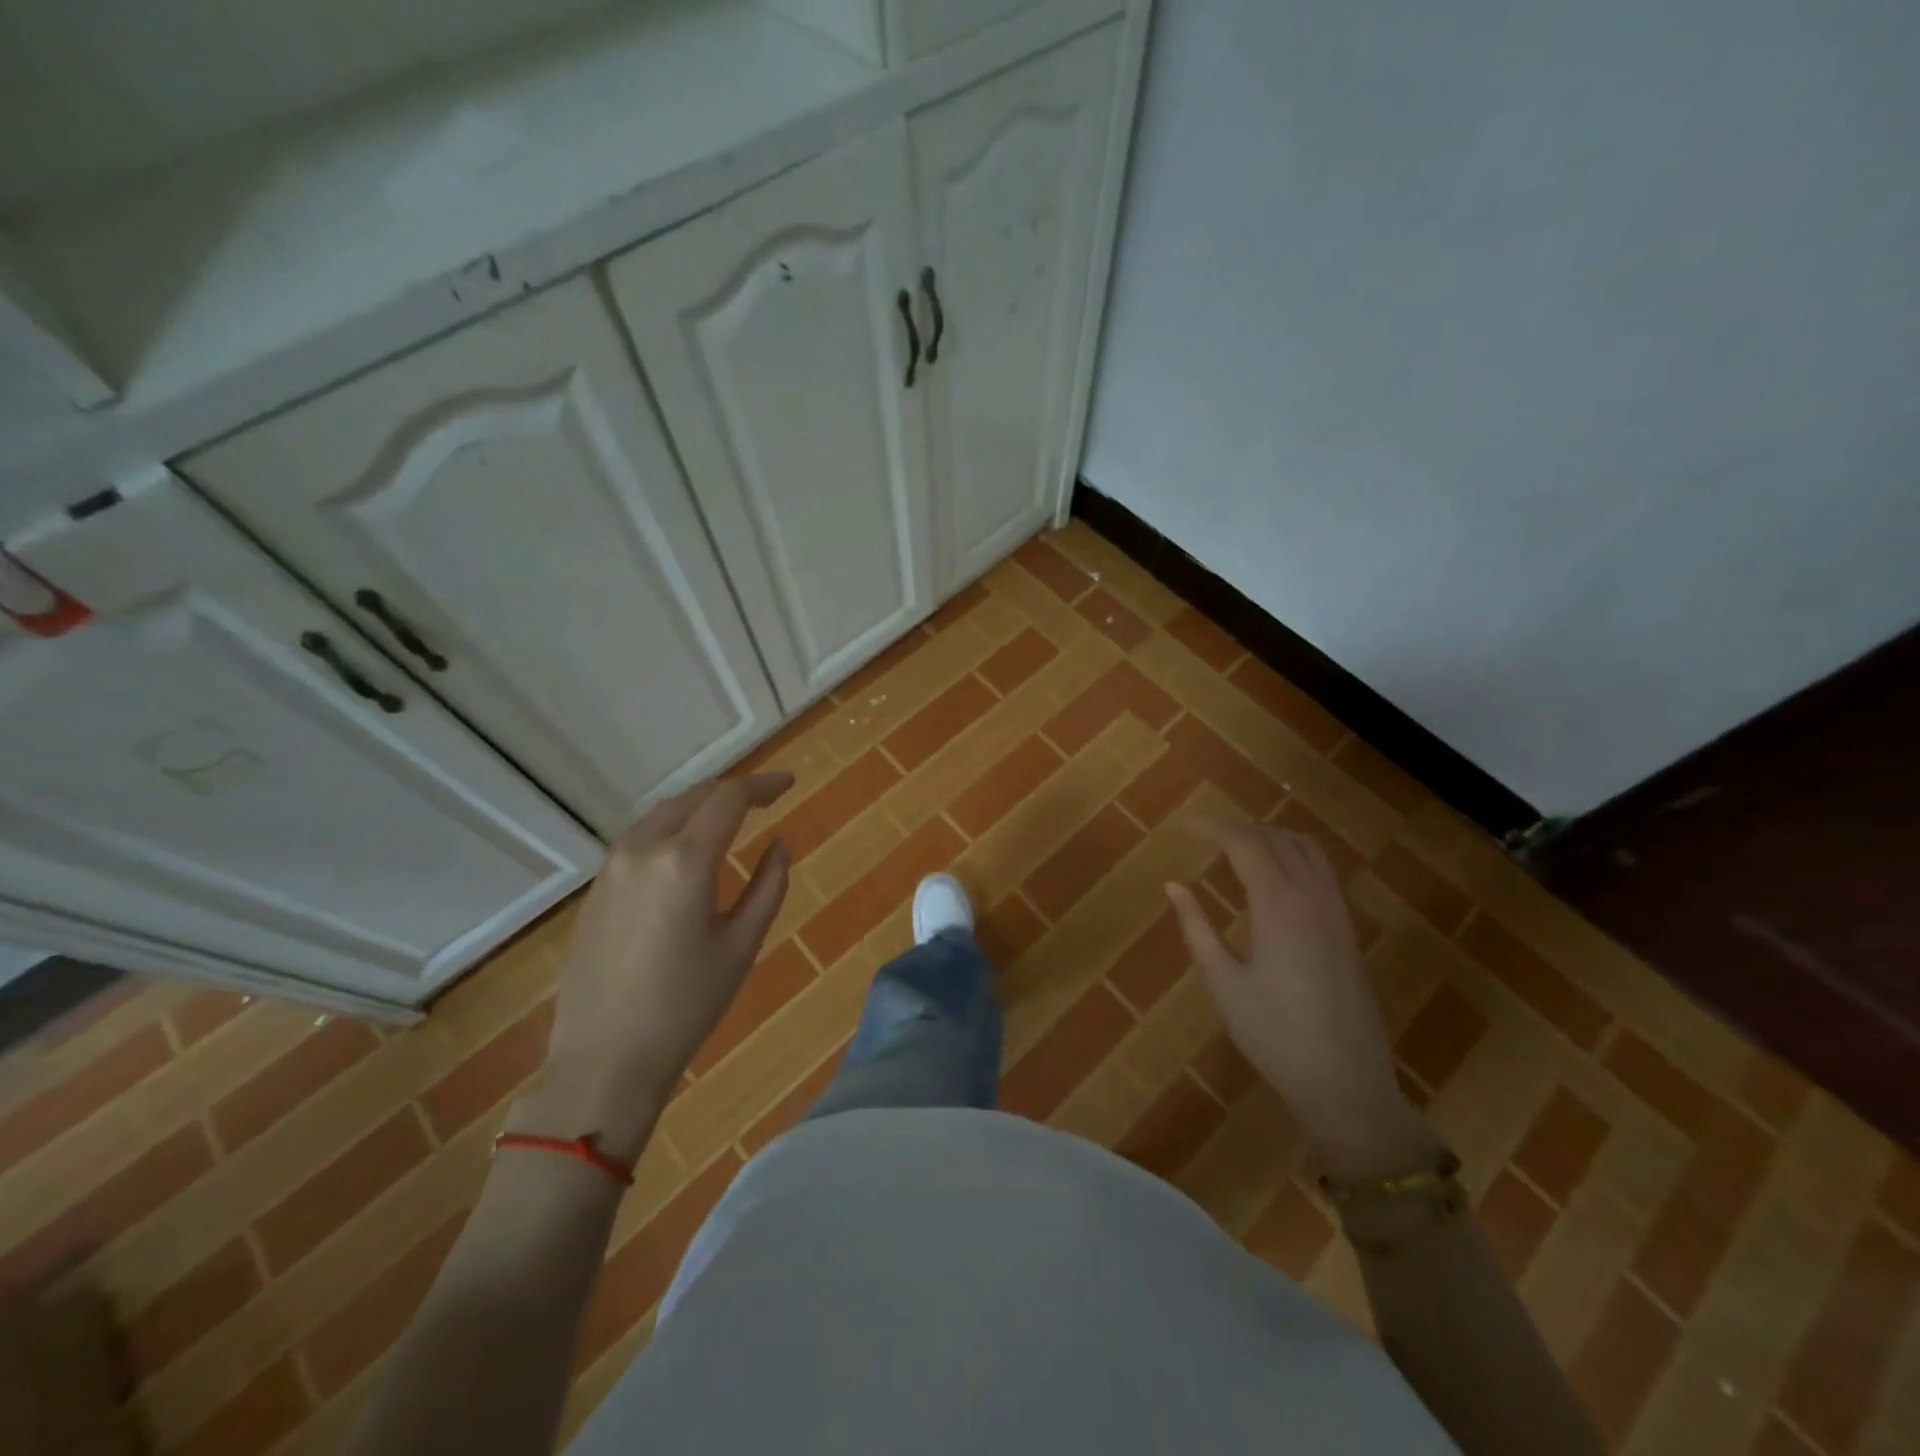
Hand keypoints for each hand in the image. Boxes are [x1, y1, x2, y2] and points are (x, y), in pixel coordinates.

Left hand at [513, 773, 792, 1160]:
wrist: (604, 1059)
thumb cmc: (686, 1005)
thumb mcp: (742, 945)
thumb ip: (768, 885)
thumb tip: (779, 844)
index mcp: (685, 860)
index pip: (729, 798)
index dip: (763, 785)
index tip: (788, 785)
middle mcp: (643, 848)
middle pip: (694, 796)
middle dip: (733, 792)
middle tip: (767, 801)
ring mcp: (612, 865)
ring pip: (664, 813)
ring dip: (701, 807)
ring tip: (732, 820)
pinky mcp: (597, 887)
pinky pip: (641, 837)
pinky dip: (674, 828)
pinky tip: (690, 850)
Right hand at [1166, 823, 1437, 1182]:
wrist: (1346, 1084)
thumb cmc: (1273, 1036)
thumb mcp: (1223, 983)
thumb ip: (1197, 928)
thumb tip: (1173, 885)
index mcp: (1278, 907)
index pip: (1246, 844)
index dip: (1214, 828)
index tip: (1186, 827)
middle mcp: (1313, 898)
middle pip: (1277, 839)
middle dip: (1240, 829)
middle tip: (1206, 837)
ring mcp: (1337, 913)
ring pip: (1308, 849)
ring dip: (1272, 837)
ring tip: (1239, 848)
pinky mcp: (1349, 930)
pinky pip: (1323, 872)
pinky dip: (1296, 856)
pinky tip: (1276, 878)